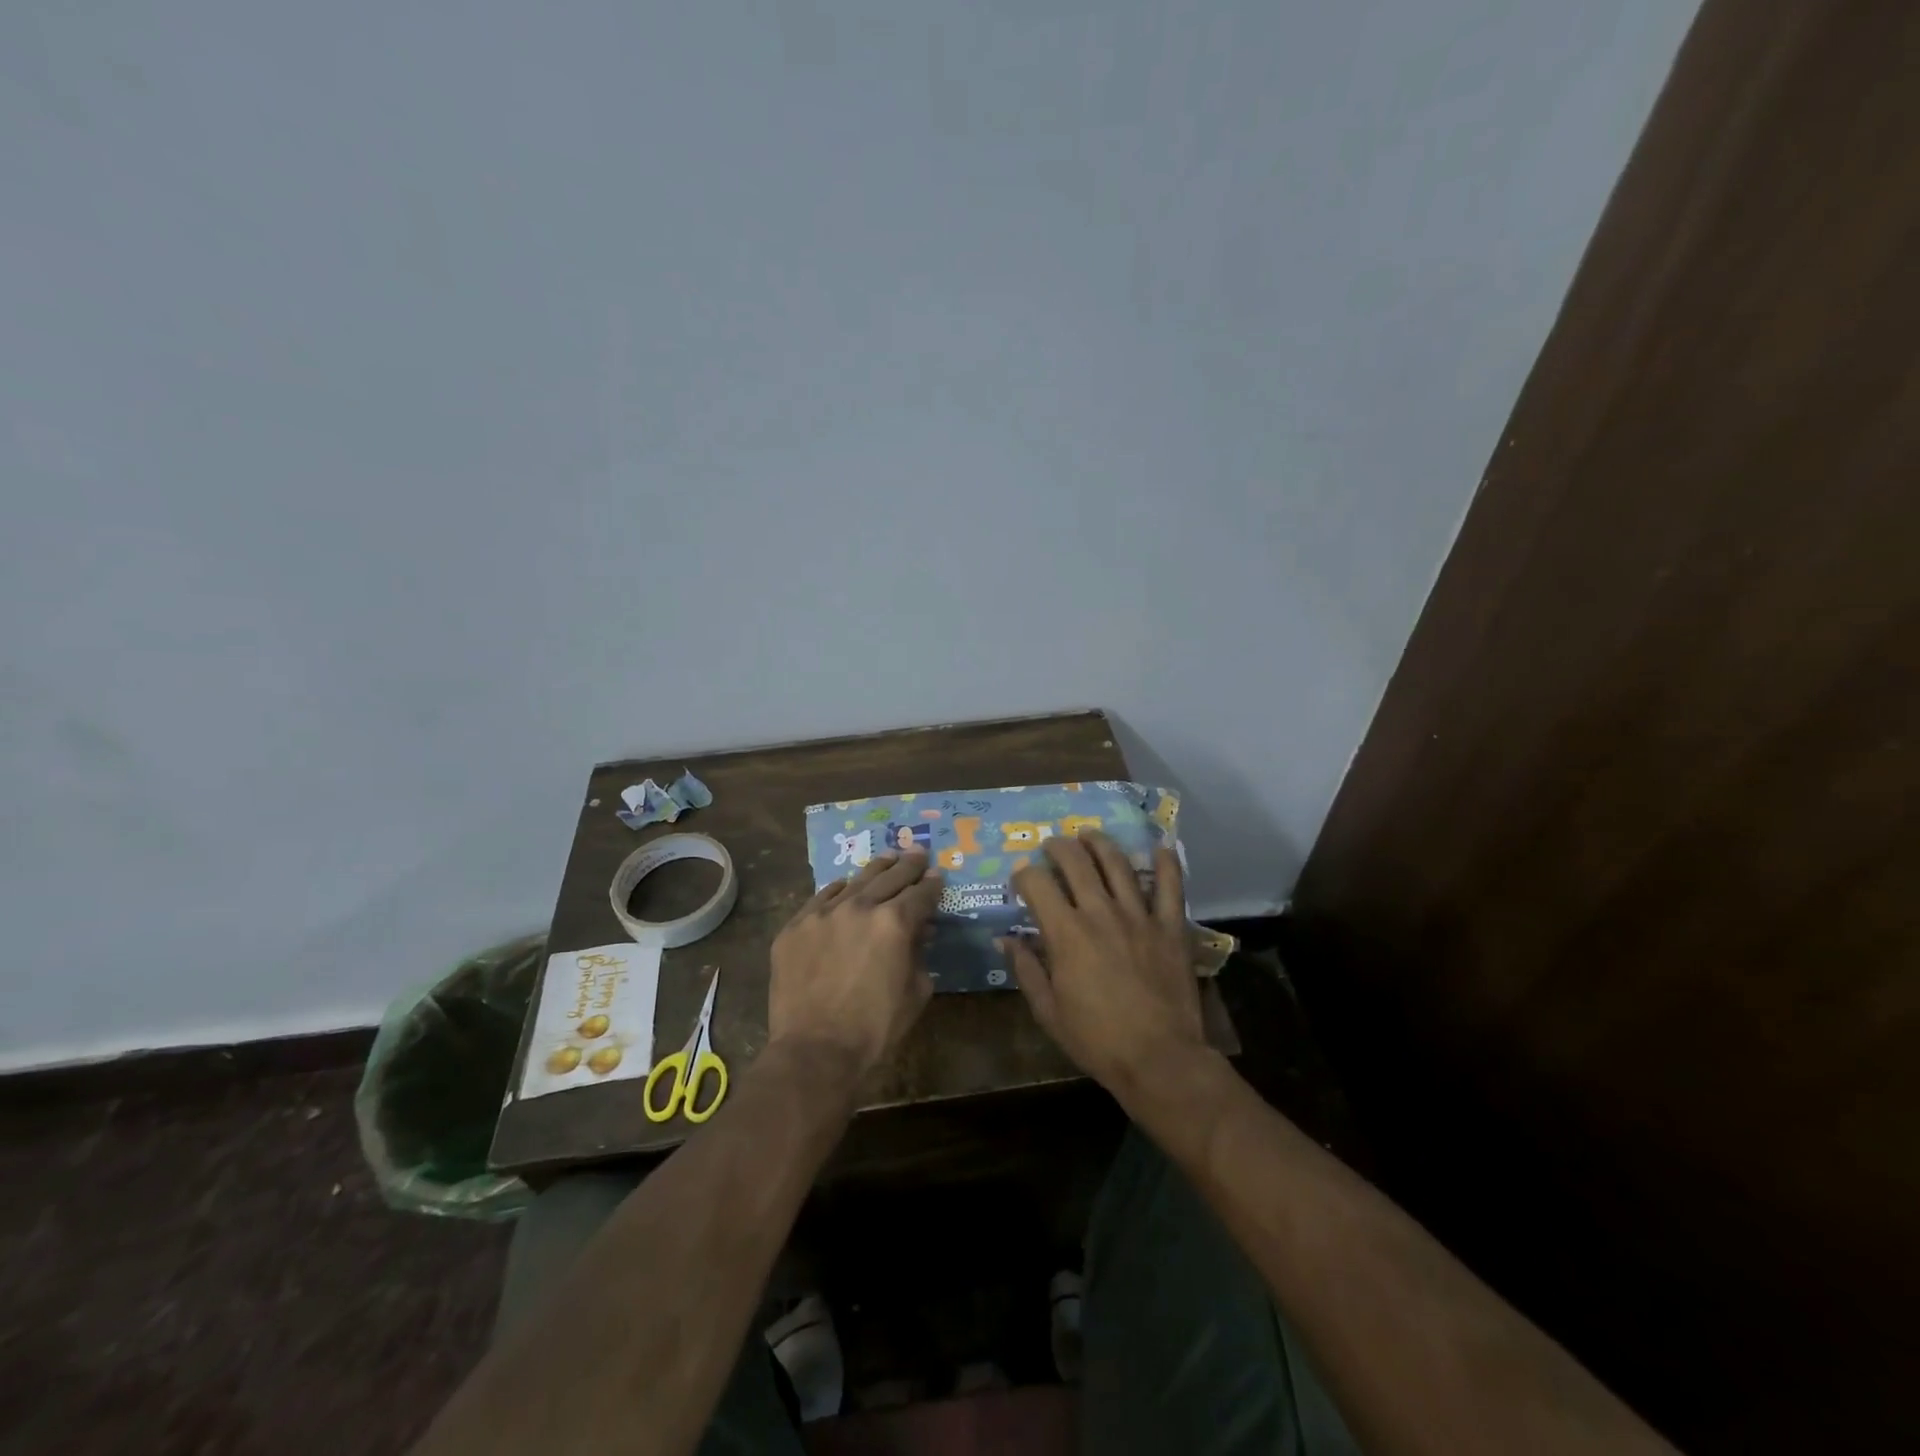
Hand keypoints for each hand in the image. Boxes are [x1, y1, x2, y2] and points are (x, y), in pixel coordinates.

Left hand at [768, 849, 942, 1080]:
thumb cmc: (874, 1028)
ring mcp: (822, 913)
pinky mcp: (795, 926)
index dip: (932, 885)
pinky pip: (821, 898)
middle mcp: (859, 907)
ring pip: (855, 881)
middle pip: (890, 877)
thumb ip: (920, 955)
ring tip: (888, 858)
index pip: (921, 894)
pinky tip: (845, 886)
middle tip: (917, 854)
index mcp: (894, 922)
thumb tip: (920, 934)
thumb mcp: (916, 992)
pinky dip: (838, 891)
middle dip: (908, 866)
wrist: (815, 1050)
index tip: (937, 877)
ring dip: (876, 870)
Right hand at [1002, 832, 1203, 1099]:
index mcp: (1066, 933)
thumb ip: (1027, 969)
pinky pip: (1170, 887)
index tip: (1021, 879)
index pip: (1037, 884)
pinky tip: (1159, 848)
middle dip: (1059, 847)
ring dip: (1100, 843)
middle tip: (1052, 846)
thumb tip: (1006, 939)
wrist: (1159, 1059)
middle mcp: (1100, 913)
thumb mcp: (1048, 1011)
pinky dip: (1165, 864)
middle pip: (1076, 862)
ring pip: (1118, 864)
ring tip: (1089, 835)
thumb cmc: (1097, 1040)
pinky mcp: (1170, 927)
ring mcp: (1139, 916)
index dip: (1024, 875)